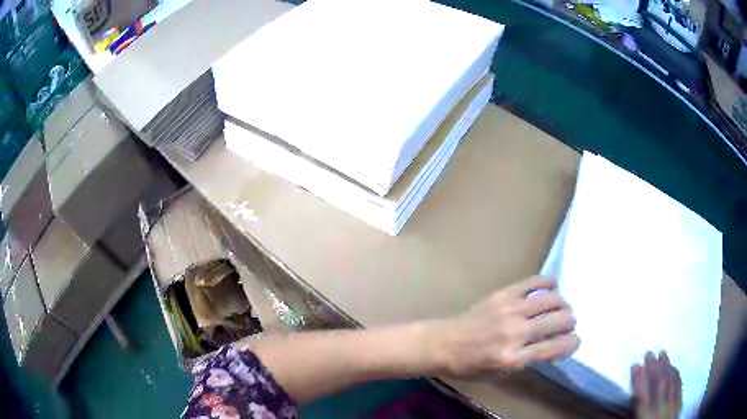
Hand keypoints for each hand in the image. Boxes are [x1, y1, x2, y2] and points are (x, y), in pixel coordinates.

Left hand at [429, 276, 579, 376]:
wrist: (444, 344)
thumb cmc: (471, 365)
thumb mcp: (500, 373)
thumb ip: (528, 360)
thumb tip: (554, 344)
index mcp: (513, 358)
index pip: (555, 348)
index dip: (572, 343)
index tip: (576, 341)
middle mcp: (515, 333)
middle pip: (559, 320)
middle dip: (570, 322)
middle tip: (568, 324)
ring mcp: (510, 310)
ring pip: (552, 300)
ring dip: (563, 304)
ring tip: (561, 308)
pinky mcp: (503, 294)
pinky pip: (534, 282)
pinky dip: (548, 283)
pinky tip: (551, 287)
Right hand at [631, 351, 681, 418]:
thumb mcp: (638, 418)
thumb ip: (636, 406)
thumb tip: (632, 388)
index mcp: (645, 413)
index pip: (640, 393)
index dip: (637, 378)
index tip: (634, 365)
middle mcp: (659, 406)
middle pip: (657, 382)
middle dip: (653, 365)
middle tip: (649, 352)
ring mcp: (671, 403)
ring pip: (669, 380)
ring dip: (666, 365)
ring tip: (662, 353)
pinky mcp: (678, 402)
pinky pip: (678, 384)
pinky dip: (675, 374)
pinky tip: (673, 367)